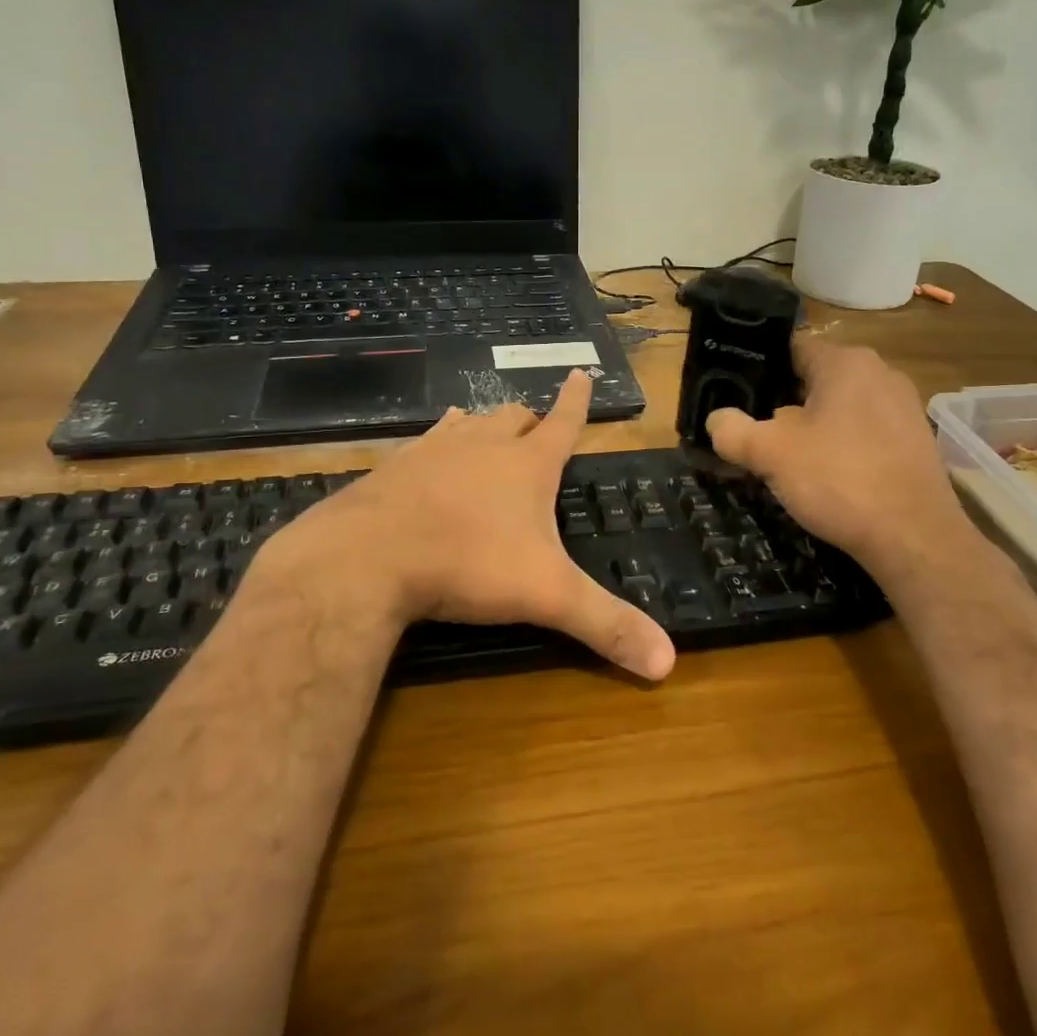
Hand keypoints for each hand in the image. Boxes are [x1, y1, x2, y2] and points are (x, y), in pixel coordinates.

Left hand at [253, 370, 675, 680]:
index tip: (581, 373)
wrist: (368, 556)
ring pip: (469, 423)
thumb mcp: (547, 596)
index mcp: (527, 465)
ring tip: (485, 429)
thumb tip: (668, 662)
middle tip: (536, 426)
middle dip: (530, 420)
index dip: (577, 400)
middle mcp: (483, 445)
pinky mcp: (396, 466)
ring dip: (483, 426)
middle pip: (514, 418)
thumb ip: (605, 624)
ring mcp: (435, 450)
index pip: (563, 422)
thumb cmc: (468, 563)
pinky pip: (425, 442)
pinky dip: (438, 443)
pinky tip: (429, 454)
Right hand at [705, 337, 973, 565]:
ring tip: (788, 458)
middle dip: (783, 402)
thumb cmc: (839, 480)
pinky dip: (843, 445)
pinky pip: (865, 430)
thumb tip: (717, 421)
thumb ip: (732, 431)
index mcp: (845, 362)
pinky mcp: (916, 440)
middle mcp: (880, 372)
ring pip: (840, 406)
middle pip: (815, 378)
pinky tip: (829, 476)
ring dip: (813, 426)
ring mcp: (904, 406)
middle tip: (756, 431)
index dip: (757, 368)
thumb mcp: (770, 454)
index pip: (790, 347)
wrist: (915, 538)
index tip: (735, 394)